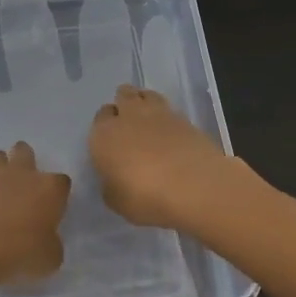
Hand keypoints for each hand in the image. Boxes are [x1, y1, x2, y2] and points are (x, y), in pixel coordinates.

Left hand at [0, 141, 70, 290]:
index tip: (52, 208)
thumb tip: (46, 242)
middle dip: (25, 161)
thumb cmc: (17, 253)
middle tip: (22, 183)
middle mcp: (19, 174)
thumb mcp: (48, 260)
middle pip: (24, 152)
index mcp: (48, 189)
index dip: (57, 194)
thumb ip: (51, 245)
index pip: (62, 182)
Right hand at [88, 85, 239, 229]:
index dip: (105, 126)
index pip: (100, 118)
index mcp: (104, 135)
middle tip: (129, 125)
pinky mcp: (185, 118)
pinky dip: (167, 117)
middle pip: (123, 96)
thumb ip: (111, 184)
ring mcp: (159, 113)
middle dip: (124, 105)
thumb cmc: (145, 197)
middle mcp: (129, 116)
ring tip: (150, 122)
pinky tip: (171, 134)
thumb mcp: (116, 201)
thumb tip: (115, 177)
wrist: (194, 186)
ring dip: (145, 103)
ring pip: (146, 95)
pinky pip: (169, 110)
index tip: (111, 141)